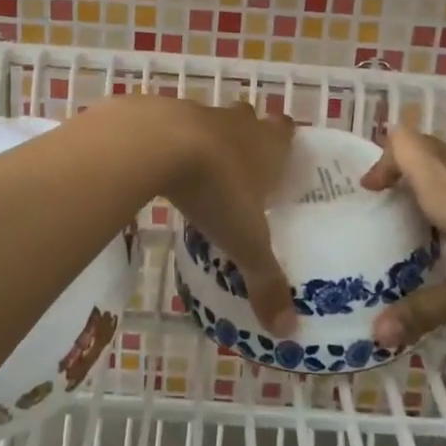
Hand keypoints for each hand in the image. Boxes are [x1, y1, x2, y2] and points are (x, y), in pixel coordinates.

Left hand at [147, 98, 298, 337]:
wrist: (157, 144)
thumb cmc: (216, 188)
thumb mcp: (245, 242)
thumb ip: (266, 282)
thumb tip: (288, 332)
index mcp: (267, 145)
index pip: (286, 129)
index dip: (285, 139)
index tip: (282, 157)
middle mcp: (238, 123)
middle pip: (250, 118)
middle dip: (248, 135)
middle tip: (243, 166)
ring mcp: (198, 113)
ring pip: (212, 120)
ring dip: (209, 138)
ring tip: (202, 169)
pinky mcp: (161, 113)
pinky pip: (171, 125)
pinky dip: (171, 142)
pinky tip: (162, 165)